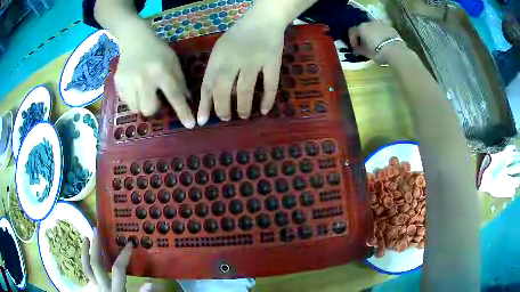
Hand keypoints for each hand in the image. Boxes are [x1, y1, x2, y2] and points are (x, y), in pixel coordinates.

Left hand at [82, 229, 131, 291]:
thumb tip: (149, 283)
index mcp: (114, 289)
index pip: (118, 269)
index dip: (124, 256)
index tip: (129, 244)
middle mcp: (102, 286)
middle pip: (96, 263)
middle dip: (95, 245)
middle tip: (95, 230)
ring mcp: (95, 287)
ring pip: (86, 267)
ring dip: (85, 251)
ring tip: (85, 239)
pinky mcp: (93, 288)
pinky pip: (87, 273)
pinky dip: (85, 262)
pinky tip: (87, 257)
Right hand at [115, 29, 194, 127]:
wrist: (135, 40)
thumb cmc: (157, 50)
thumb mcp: (173, 61)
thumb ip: (179, 80)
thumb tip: (187, 100)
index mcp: (161, 71)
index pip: (174, 95)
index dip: (182, 111)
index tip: (190, 125)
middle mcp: (144, 78)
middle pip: (148, 109)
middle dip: (153, 108)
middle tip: (154, 97)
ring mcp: (128, 81)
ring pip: (136, 108)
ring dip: (141, 103)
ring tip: (142, 90)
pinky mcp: (118, 83)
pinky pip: (125, 101)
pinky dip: (132, 98)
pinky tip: (133, 85)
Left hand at [197, 17, 284, 123]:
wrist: (262, 21)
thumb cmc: (238, 36)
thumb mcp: (220, 50)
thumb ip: (215, 70)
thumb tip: (212, 96)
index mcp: (218, 58)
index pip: (207, 85)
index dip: (204, 105)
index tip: (202, 121)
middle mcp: (233, 60)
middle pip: (223, 90)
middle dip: (222, 109)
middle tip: (225, 118)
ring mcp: (254, 61)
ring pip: (245, 91)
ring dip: (243, 107)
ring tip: (243, 116)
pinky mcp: (272, 62)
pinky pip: (270, 85)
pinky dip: (267, 100)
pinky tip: (264, 111)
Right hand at [348, 21, 406, 63]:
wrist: (396, 51)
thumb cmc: (378, 52)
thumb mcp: (366, 53)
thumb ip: (359, 49)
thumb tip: (357, 49)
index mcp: (361, 27)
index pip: (352, 32)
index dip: (352, 40)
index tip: (356, 49)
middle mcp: (370, 22)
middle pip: (363, 28)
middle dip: (363, 36)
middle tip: (366, 46)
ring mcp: (381, 23)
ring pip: (374, 28)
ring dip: (373, 34)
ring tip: (376, 44)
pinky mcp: (391, 27)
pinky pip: (383, 30)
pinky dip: (382, 35)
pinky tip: (384, 43)